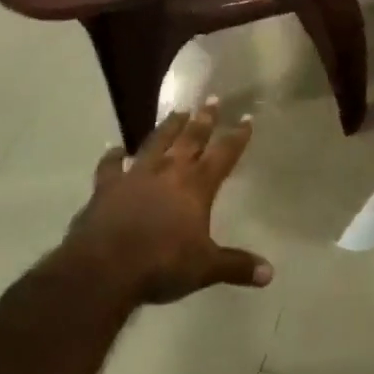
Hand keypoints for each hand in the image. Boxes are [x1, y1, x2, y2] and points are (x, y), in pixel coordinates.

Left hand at [60, 103, 271, 305]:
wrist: (103, 270)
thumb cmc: (161, 265)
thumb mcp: (205, 268)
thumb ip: (236, 266)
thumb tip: (270, 274)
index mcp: (196, 186)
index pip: (223, 154)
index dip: (237, 136)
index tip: (247, 117)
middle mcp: (168, 172)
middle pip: (190, 139)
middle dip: (204, 120)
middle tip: (212, 99)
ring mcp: (135, 176)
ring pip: (156, 143)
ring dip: (168, 127)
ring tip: (178, 112)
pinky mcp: (105, 188)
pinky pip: (110, 166)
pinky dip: (113, 156)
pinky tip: (115, 149)